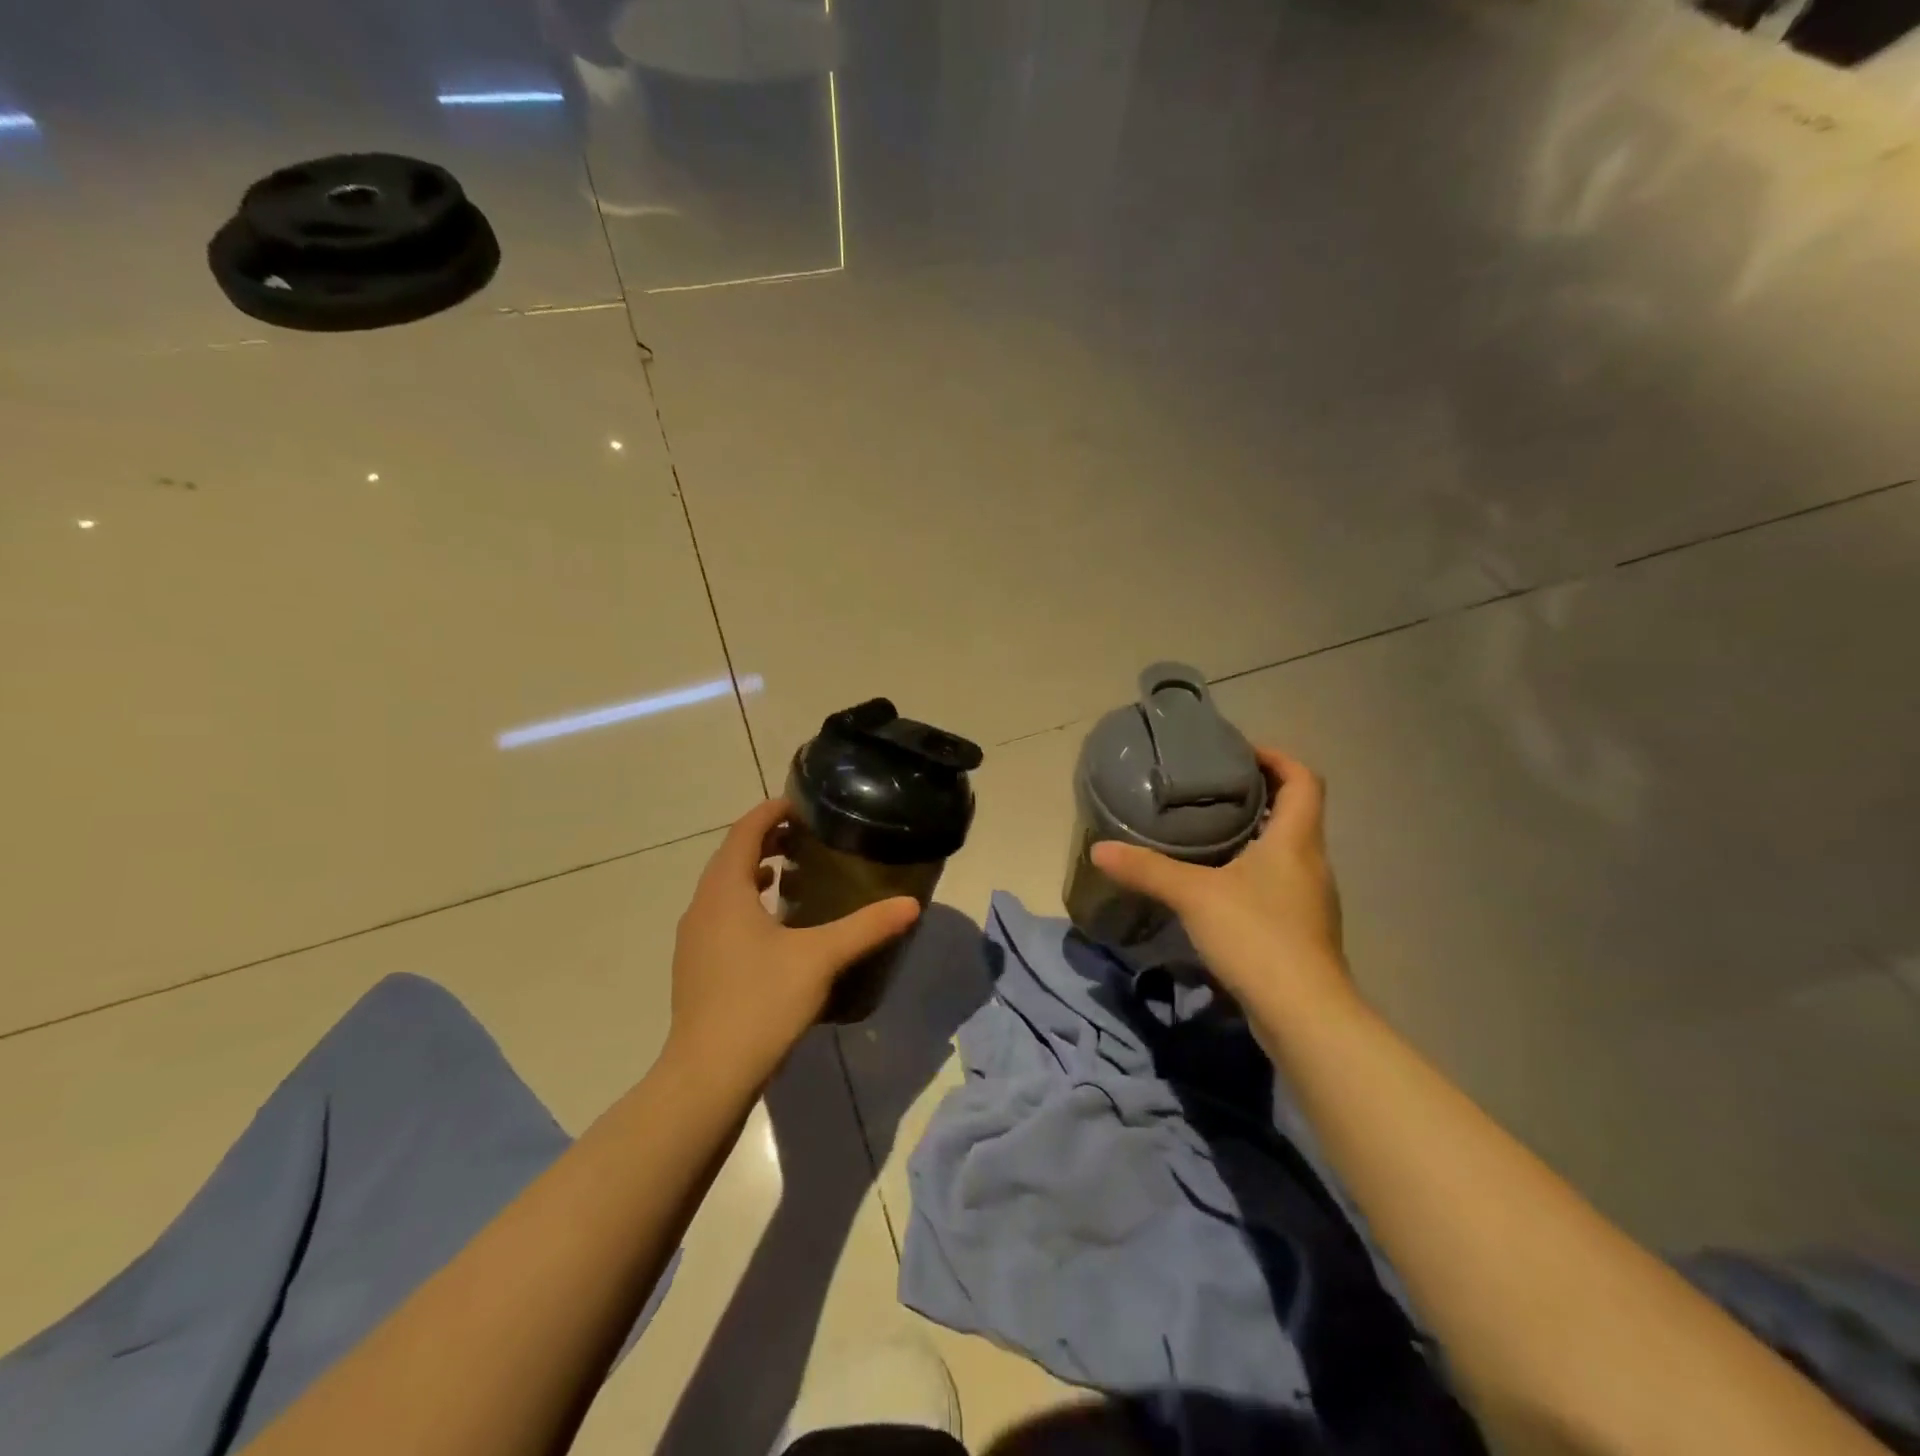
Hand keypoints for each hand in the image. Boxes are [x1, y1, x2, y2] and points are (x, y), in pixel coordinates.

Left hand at [667, 798, 920, 1082]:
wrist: (707, 1075)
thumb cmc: (761, 1002)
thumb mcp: (821, 958)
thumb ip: (866, 927)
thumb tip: (910, 904)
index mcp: (725, 891)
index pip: (744, 831)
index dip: (771, 811)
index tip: (802, 804)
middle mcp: (702, 906)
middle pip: (731, 855)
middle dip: (765, 838)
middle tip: (805, 836)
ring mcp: (694, 938)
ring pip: (724, 887)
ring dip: (753, 871)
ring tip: (791, 872)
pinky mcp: (696, 966)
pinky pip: (721, 914)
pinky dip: (745, 902)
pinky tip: (774, 926)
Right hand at [1090, 746, 1351, 1014]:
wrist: (1305, 1015)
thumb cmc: (1257, 936)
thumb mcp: (1194, 895)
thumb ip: (1147, 869)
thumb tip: (1099, 849)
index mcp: (1296, 840)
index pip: (1303, 780)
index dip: (1278, 758)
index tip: (1241, 753)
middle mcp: (1312, 863)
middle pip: (1296, 813)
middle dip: (1259, 796)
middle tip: (1212, 791)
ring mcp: (1310, 900)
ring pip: (1287, 852)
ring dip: (1256, 836)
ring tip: (1209, 835)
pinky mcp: (1302, 932)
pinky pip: (1279, 885)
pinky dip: (1253, 873)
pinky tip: (1219, 888)